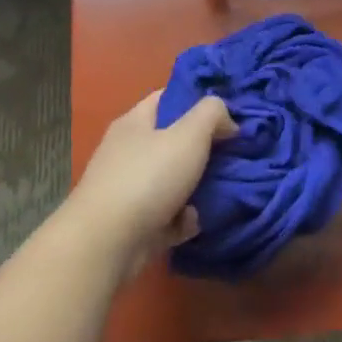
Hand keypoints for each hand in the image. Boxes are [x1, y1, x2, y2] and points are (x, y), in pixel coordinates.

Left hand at [65, 90, 235, 272]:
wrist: (107, 244)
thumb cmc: (147, 178)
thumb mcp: (188, 135)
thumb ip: (212, 114)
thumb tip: (227, 120)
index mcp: (134, 123)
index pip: (166, 98)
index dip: (196, 100)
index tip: (226, 111)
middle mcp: (127, 152)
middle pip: (172, 141)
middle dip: (203, 148)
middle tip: (234, 153)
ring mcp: (127, 189)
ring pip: (172, 180)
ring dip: (197, 187)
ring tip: (223, 190)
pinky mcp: (132, 224)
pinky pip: (167, 215)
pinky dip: (182, 219)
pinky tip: (193, 222)